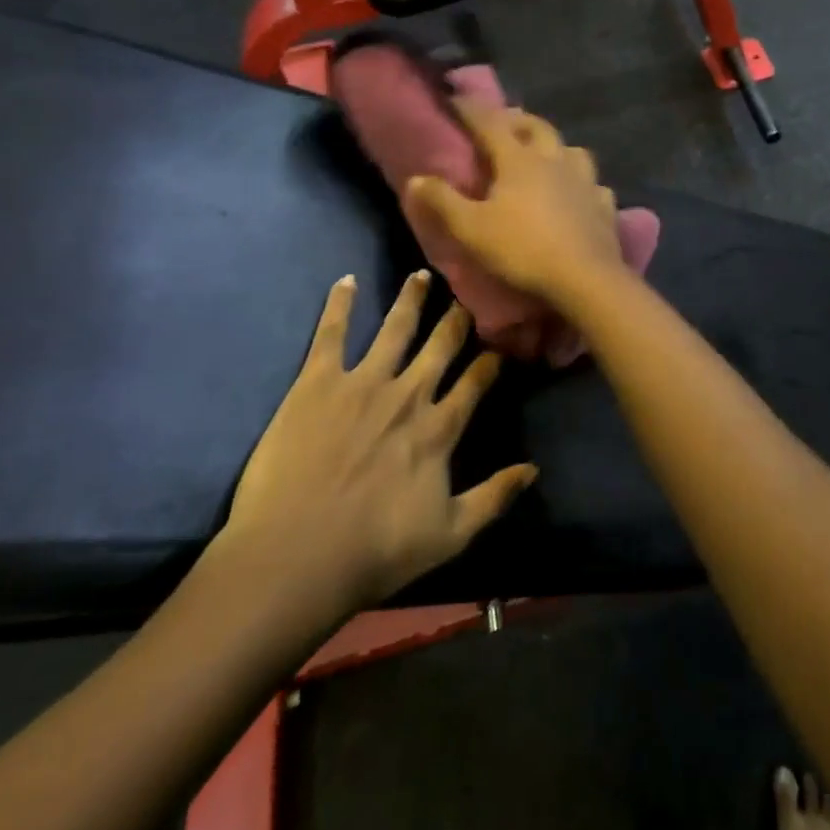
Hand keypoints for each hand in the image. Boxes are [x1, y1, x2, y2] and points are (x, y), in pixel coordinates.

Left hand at [217, 270, 535, 609]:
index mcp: (438, 428)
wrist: (294, 556)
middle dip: (457, 317)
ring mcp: (361, 382)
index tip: (500, 343)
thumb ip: (495, 498)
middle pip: (441, 344)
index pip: (476, 381)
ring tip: (421, 274)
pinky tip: (346, 281)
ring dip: (411, 298)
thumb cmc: (374, 551)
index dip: (490, 360)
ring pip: (395, 327)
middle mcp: (408, 393)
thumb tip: (534, 468)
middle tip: (467, 293)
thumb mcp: (450, 535)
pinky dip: (340, 305)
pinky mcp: (317, 382)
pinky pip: (331, 333)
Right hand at [406, 103, 624, 306]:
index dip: (471, 109)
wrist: (586, 278)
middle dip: (517, 120)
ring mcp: (585, 181)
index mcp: (520, 160)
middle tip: (503, 122)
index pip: (491, 123)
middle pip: (537, 127)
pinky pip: (593, 184)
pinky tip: (579, 193)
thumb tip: (417, 178)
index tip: (455, 98)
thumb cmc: (523, 249)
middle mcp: (555, 160)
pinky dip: (582, 183)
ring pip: (571, 150)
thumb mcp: (472, 229)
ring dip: (555, 146)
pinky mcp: (605, 205)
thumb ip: (443, 202)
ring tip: (544, 155)